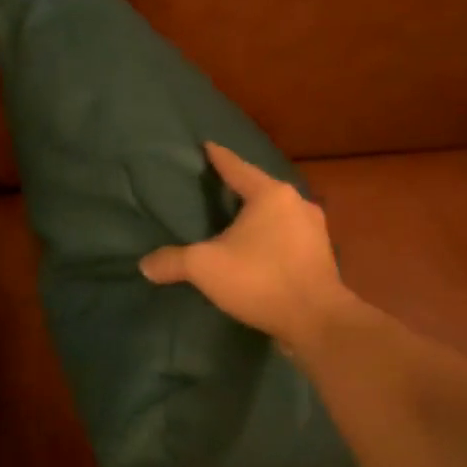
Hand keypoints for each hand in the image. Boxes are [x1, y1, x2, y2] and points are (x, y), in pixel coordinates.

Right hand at [140, 142, 359, 351]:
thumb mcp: (205, 267)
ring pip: (278, 214)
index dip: (219, 157)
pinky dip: (271, 237)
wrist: (317, 320)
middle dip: (240, 188)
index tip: (207, 146)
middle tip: (218, 187)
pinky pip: (289, 237)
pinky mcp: (321, 257)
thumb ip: (172, 261)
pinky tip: (258, 249)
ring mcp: (314, 231)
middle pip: (261, 189)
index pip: (237, 168)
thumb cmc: (260, 279)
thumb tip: (145, 264)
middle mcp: (297, 204)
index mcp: (271, 195)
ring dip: (258, 216)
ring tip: (237, 219)